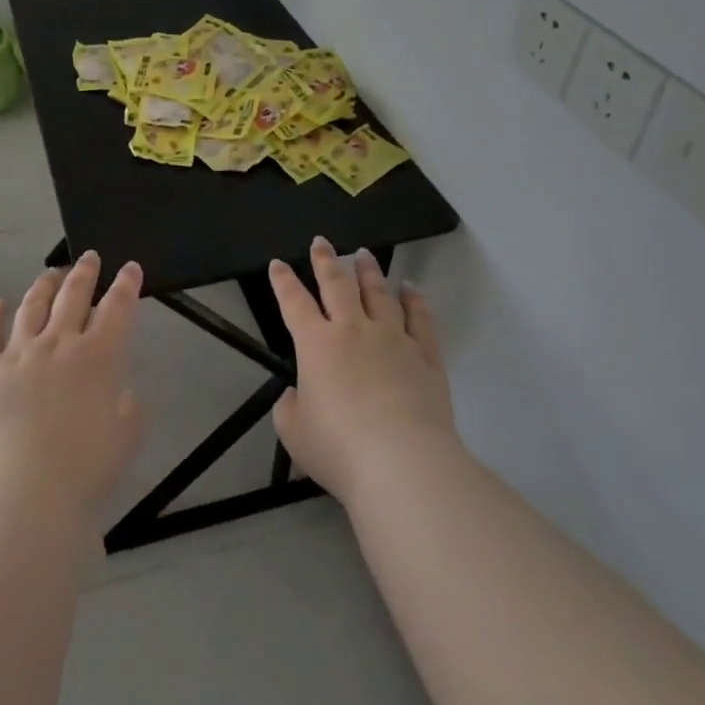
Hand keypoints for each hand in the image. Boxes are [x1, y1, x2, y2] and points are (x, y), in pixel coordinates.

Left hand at [0, 252, 144, 524]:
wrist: (23, 488)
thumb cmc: (84, 468)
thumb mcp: (126, 437)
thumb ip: (128, 407)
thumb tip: (119, 390)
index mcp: (98, 355)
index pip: (117, 308)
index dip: (126, 285)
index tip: (129, 268)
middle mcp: (58, 343)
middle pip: (73, 295)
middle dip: (84, 273)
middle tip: (89, 257)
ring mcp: (17, 354)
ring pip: (31, 307)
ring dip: (43, 286)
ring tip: (50, 274)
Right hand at [270, 237, 459, 505]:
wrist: (402, 462)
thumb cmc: (339, 447)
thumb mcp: (294, 432)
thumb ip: (290, 408)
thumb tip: (298, 394)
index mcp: (316, 344)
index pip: (293, 303)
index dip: (283, 281)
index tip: (278, 263)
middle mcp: (353, 330)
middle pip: (337, 285)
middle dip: (326, 260)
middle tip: (321, 241)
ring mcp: (393, 339)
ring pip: (379, 293)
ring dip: (369, 271)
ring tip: (364, 254)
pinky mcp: (426, 356)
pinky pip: (420, 319)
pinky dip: (415, 300)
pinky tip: (410, 288)